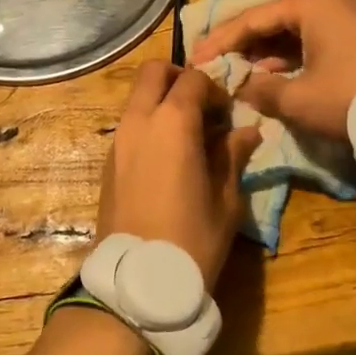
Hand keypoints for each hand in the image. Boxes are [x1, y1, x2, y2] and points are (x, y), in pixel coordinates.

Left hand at [97, 62, 261, 287]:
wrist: (138, 282)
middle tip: (203, 105)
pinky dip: (149, 124)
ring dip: (162, 101)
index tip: (229, 113)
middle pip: (154, 72)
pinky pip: (130, 124)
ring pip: (137, 97)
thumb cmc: (192, 239)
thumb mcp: (225, 200)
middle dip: (180, 78)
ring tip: (189, 135)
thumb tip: (247, 132)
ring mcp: (118, 140)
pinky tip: (169, 157)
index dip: (216, 89)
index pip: (194, 79)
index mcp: (173, 123)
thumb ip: (233, 156)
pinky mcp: (108, 162)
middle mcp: (139, 121)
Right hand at [190, 0, 355, 140]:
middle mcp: (332, 0)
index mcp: (312, 4)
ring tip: (240, 73)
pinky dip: (294, 57)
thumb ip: (260, 91)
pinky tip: (277, 77)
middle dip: (243, 44)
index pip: (253, 18)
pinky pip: (317, 40)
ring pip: (296, 31)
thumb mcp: (299, 100)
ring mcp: (352, 16)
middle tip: (214, 62)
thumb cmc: (352, 98)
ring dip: (268, 53)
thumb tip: (238, 86)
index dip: (221, 41)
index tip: (195, 58)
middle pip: (274, 20)